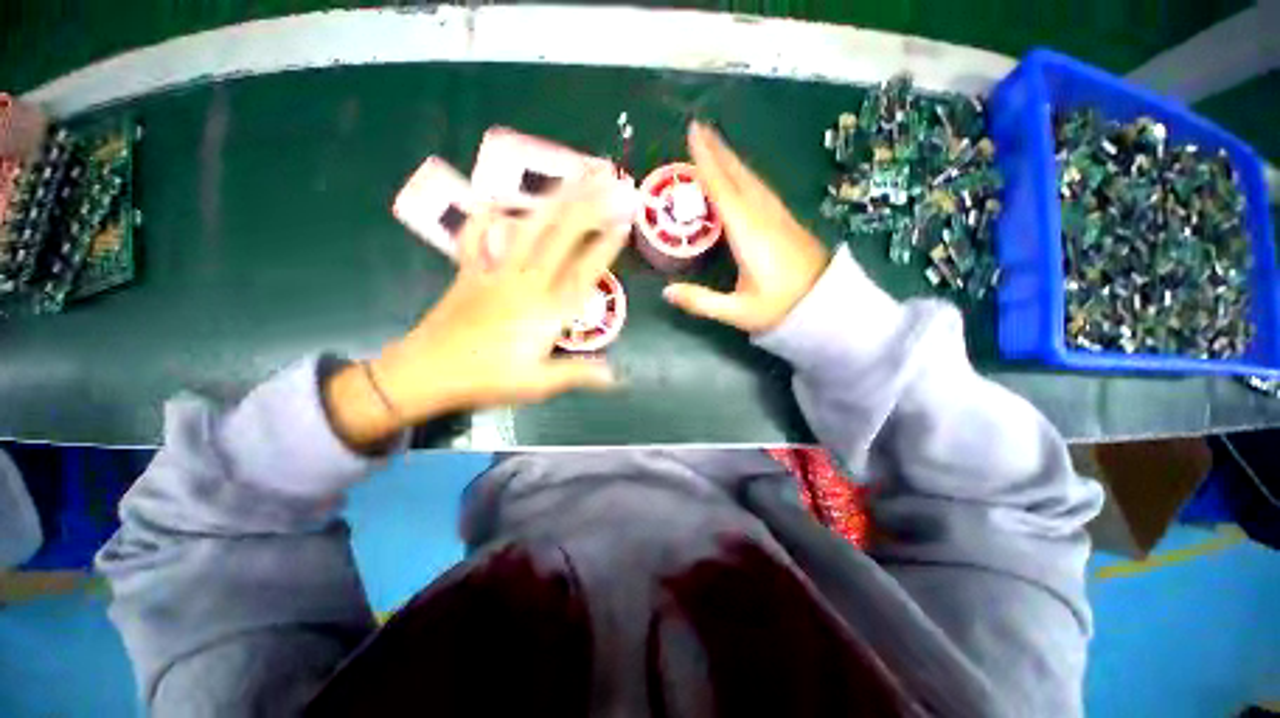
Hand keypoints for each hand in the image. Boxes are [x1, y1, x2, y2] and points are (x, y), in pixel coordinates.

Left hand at [326, 169, 632, 448]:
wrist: (426, 372)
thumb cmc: (488, 380)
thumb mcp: (539, 384)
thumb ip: (579, 374)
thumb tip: (616, 378)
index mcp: (547, 311)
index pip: (584, 272)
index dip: (605, 247)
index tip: (623, 223)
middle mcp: (526, 283)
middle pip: (561, 237)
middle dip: (588, 206)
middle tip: (608, 181)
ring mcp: (496, 272)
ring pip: (529, 228)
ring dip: (553, 200)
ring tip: (572, 176)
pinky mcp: (470, 272)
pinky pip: (477, 237)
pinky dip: (486, 217)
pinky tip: (496, 199)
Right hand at [663, 122, 829, 333]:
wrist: (826, 305)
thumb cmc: (780, 308)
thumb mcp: (738, 311)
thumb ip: (701, 301)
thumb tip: (665, 292)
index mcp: (750, 234)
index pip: (724, 191)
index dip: (707, 163)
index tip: (694, 134)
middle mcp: (764, 217)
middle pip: (739, 176)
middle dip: (718, 150)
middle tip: (699, 128)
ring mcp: (778, 216)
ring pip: (752, 179)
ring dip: (732, 159)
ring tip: (715, 145)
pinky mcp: (786, 221)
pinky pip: (760, 189)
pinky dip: (745, 175)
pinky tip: (740, 176)